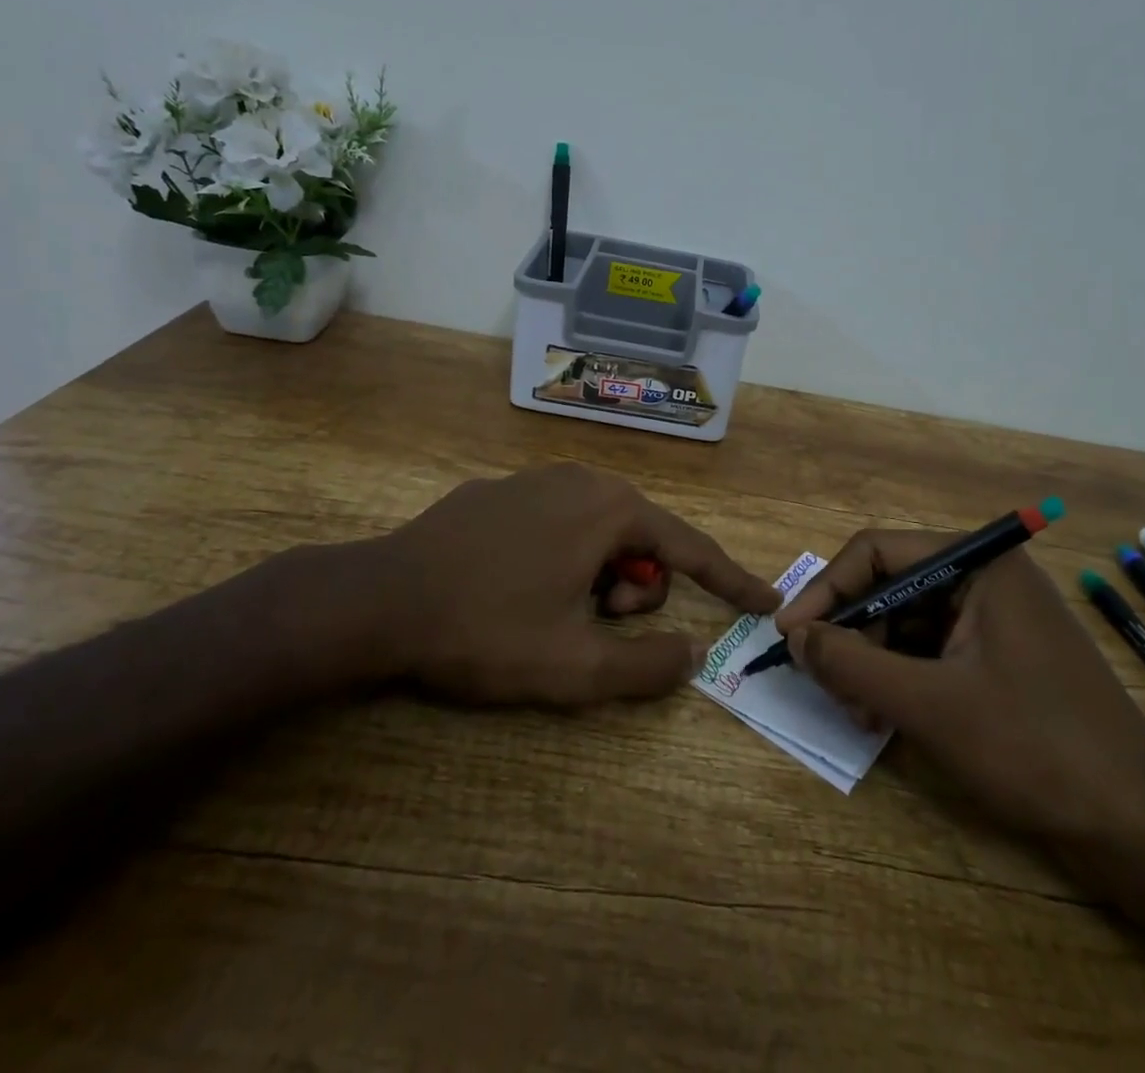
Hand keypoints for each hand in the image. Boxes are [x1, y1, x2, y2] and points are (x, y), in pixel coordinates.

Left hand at [342, 464, 778, 705]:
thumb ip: (647, 666)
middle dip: (636, 587)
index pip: (691, 547)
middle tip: (596, 622)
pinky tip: (516, 585)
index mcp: (610, 509)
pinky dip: (563, 556)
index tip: (764, 601)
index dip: (730, 580)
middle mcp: (581, 478)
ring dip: (598, 575)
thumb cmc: (486, 629)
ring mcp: (536, 478)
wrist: (379, 599)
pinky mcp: (500, 490)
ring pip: (599, 530)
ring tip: (554, 609)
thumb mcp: (574, 667)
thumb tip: (693, 655)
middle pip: (642, 538)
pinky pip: (558, 522)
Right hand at [774, 532, 1144, 843]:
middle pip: (891, 586)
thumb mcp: (929, 705)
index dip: (827, 589)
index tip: (791, 634)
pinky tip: (886, 715)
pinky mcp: (1001, 654)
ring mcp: (996, 616)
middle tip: (826, 685)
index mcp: (978, 564)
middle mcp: (986, 577)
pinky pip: (933, 649)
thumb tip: (795, 636)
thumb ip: (852, 663)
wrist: (1140, 827)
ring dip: (873, 661)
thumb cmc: (1033, 749)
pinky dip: (902, 677)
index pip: (878, 552)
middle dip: (853, 635)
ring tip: (858, 712)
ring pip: (908, 621)